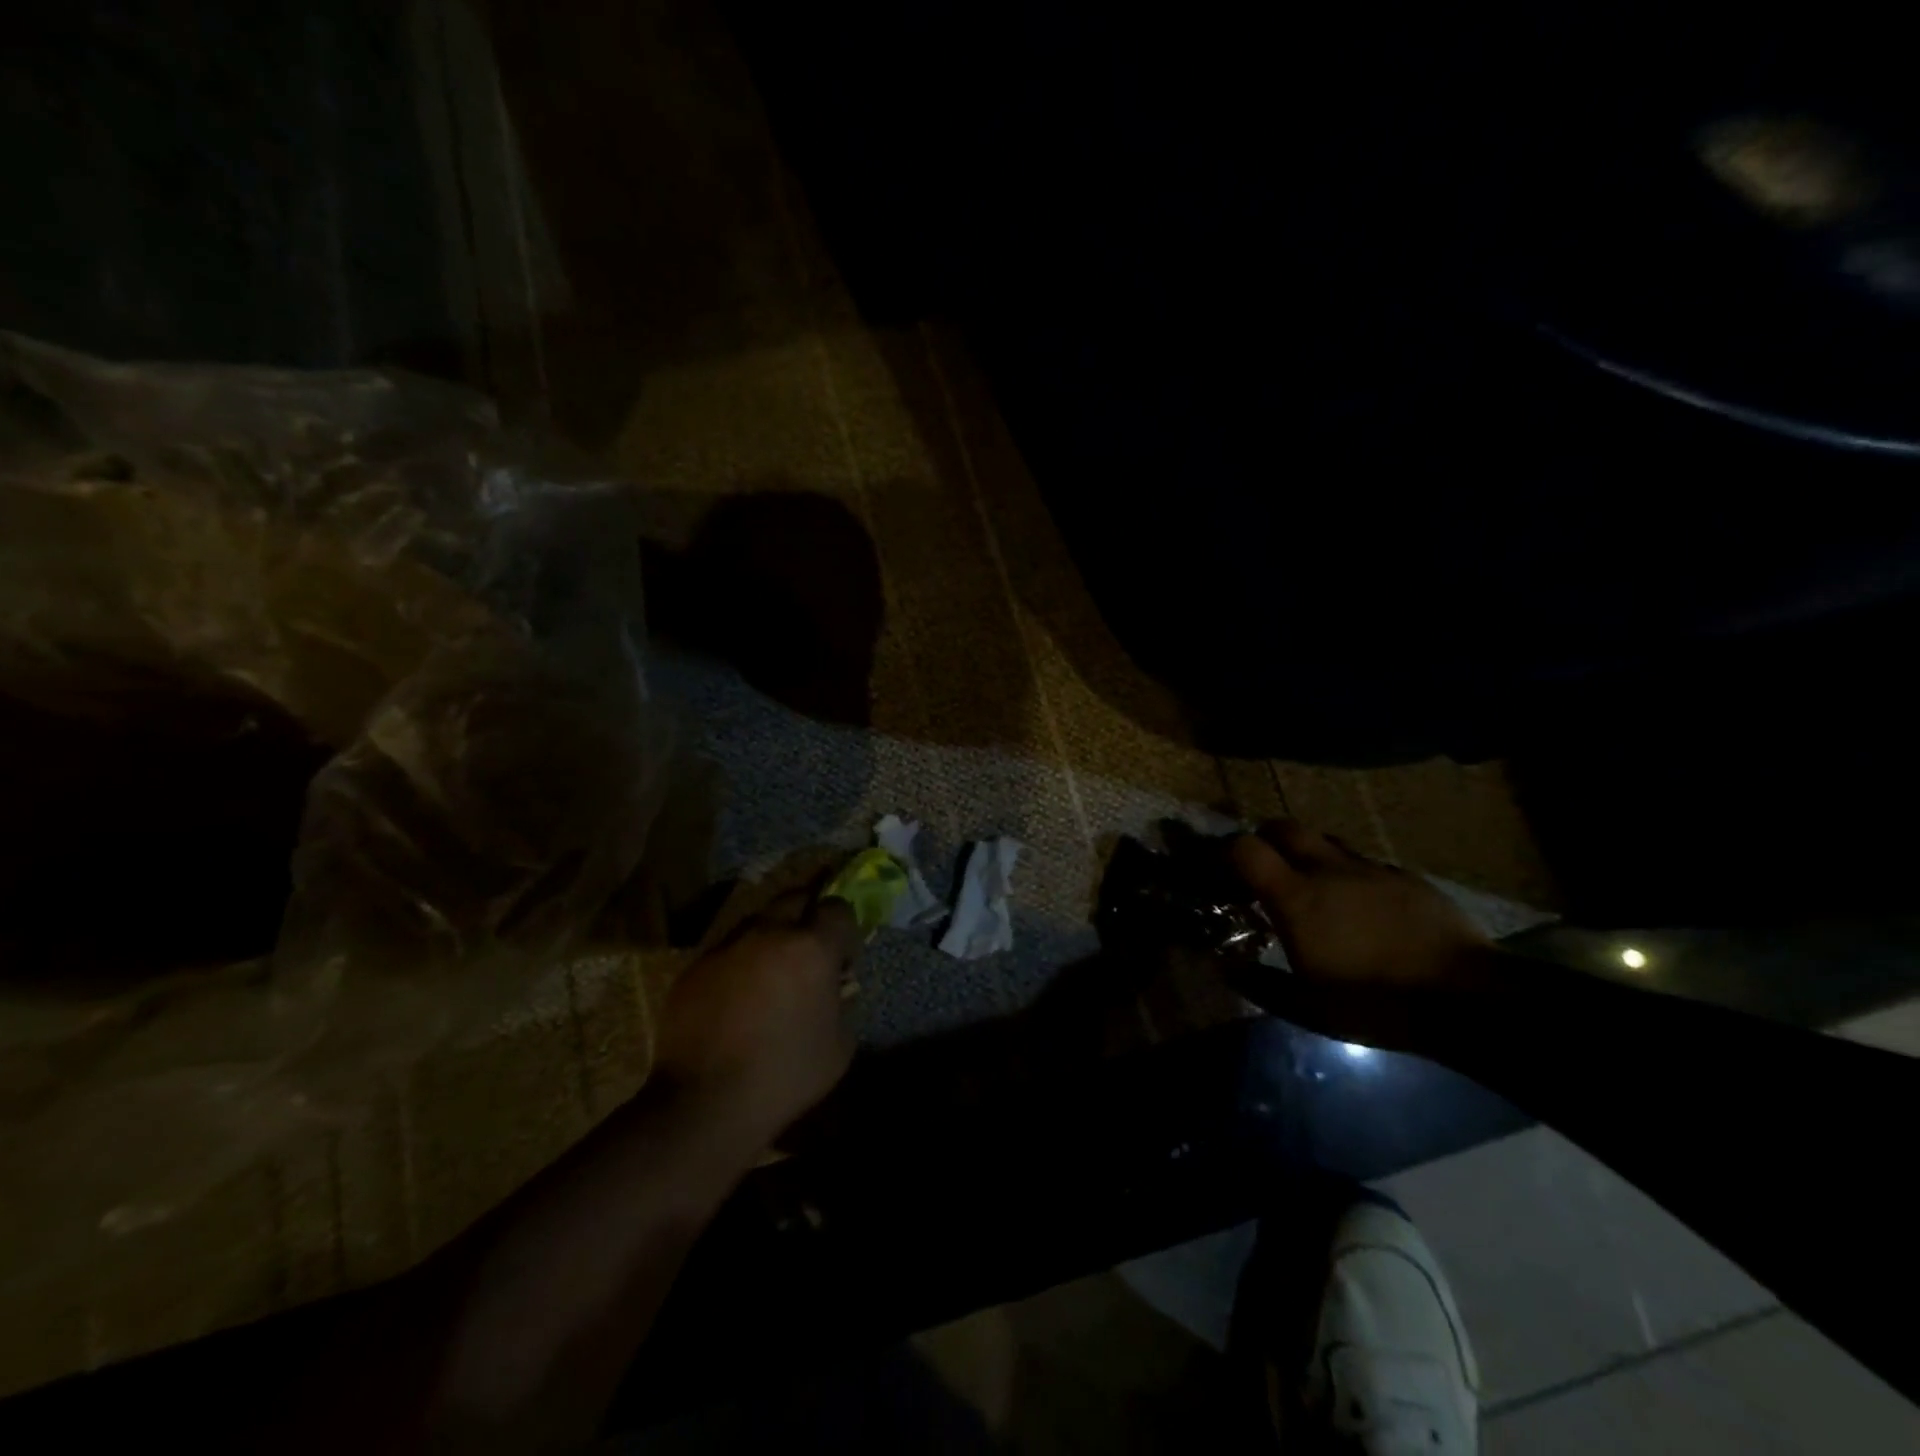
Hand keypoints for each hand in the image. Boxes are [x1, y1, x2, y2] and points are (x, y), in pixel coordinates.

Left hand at [653, 895, 859, 1146]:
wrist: (704, 1103)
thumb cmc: (785, 1075)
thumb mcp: (840, 1045)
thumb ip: (843, 1003)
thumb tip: (835, 987)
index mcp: (811, 948)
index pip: (837, 907)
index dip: (844, 927)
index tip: (842, 954)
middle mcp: (769, 933)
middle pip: (794, 898)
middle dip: (808, 913)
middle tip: (810, 946)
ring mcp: (728, 947)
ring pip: (757, 921)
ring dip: (772, 936)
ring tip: (771, 972)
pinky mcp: (696, 966)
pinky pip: (728, 950)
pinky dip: (740, 962)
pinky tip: (738, 997)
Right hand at [1229, 821, 1492, 1052]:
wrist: (1467, 997)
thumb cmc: (1374, 1001)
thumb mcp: (1306, 1008)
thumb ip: (1259, 984)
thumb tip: (1224, 967)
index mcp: (1296, 896)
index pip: (1245, 848)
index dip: (1226, 852)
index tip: (1221, 871)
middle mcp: (1328, 869)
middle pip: (1284, 827)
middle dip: (1265, 839)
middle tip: (1263, 869)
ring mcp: (1371, 868)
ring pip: (1327, 840)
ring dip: (1309, 853)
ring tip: (1313, 885)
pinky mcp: (1407, 877)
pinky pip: (1366, 863)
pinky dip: (1351, 874)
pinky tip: (1363, 905)